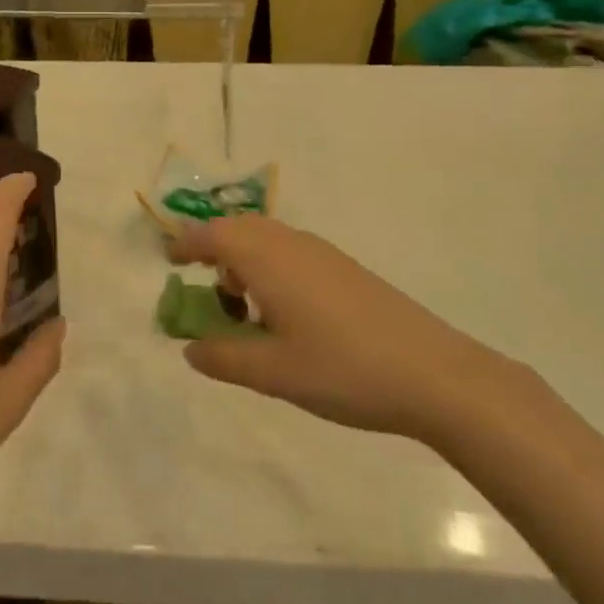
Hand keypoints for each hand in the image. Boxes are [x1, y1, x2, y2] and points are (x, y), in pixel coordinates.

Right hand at [168, 216, 508, 440]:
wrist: (433, 373)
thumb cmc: (342, 369)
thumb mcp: (272, 372)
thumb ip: (223, 358)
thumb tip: (190, 348)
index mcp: (267, 259)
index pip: (213, 235)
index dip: (186, 245)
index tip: (169, 261)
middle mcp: (292, 244)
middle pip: (239, 229)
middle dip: (214, 250)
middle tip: (203, 290)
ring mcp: (323, 254)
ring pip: (268, 240)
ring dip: (244, 261)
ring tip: (243, 309)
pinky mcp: (346, 270)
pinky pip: (292, 253)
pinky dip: (271, 270)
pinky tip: (284, 315)